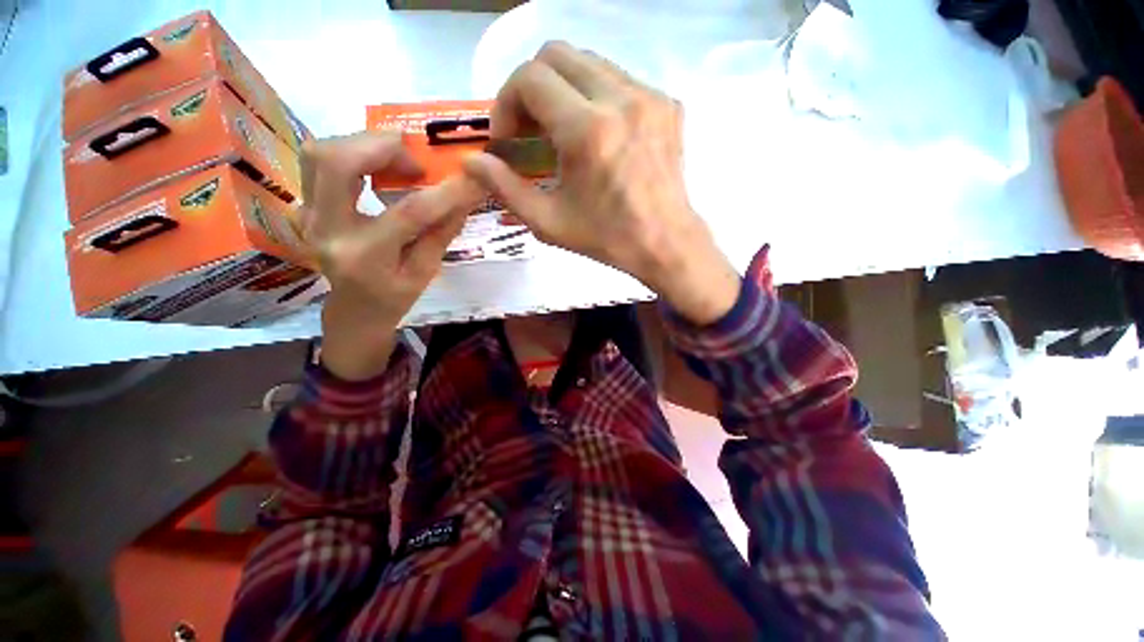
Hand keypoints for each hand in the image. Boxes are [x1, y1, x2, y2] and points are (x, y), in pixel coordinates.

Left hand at [300, 132, 486, 379]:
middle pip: (338, 162)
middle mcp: (327, 230)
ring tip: (397, 160)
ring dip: (363, 145)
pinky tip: (374, 165)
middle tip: (416, 162)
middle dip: (383, 148)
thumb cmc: (394, 298)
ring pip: (320, 153)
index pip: (408, 213)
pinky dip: (349, 152)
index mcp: (366, 257)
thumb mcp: (426, 273)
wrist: (353, 310)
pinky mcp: (304, 205)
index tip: (475, 177)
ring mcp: (308, 215)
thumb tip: (468, 195)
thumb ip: (442, 232)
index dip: (445, 192)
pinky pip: (316, 161)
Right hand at [464, 42, 740, 324]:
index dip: (506, 102)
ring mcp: (649, 96)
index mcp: (587, 130)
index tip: (508, 138)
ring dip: (563, 90)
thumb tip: (472, 162)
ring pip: (589, 63)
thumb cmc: (607, 238)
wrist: (665, 243)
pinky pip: (619, 81)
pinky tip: (597, 135)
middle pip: (557, 54)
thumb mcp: (549, 222)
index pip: (529, 77)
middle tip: (531, 129)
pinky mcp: (667, 104)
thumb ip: (505, 188)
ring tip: (562, 133)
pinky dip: (595, 98)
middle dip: (531, 88)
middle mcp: (620, 99)